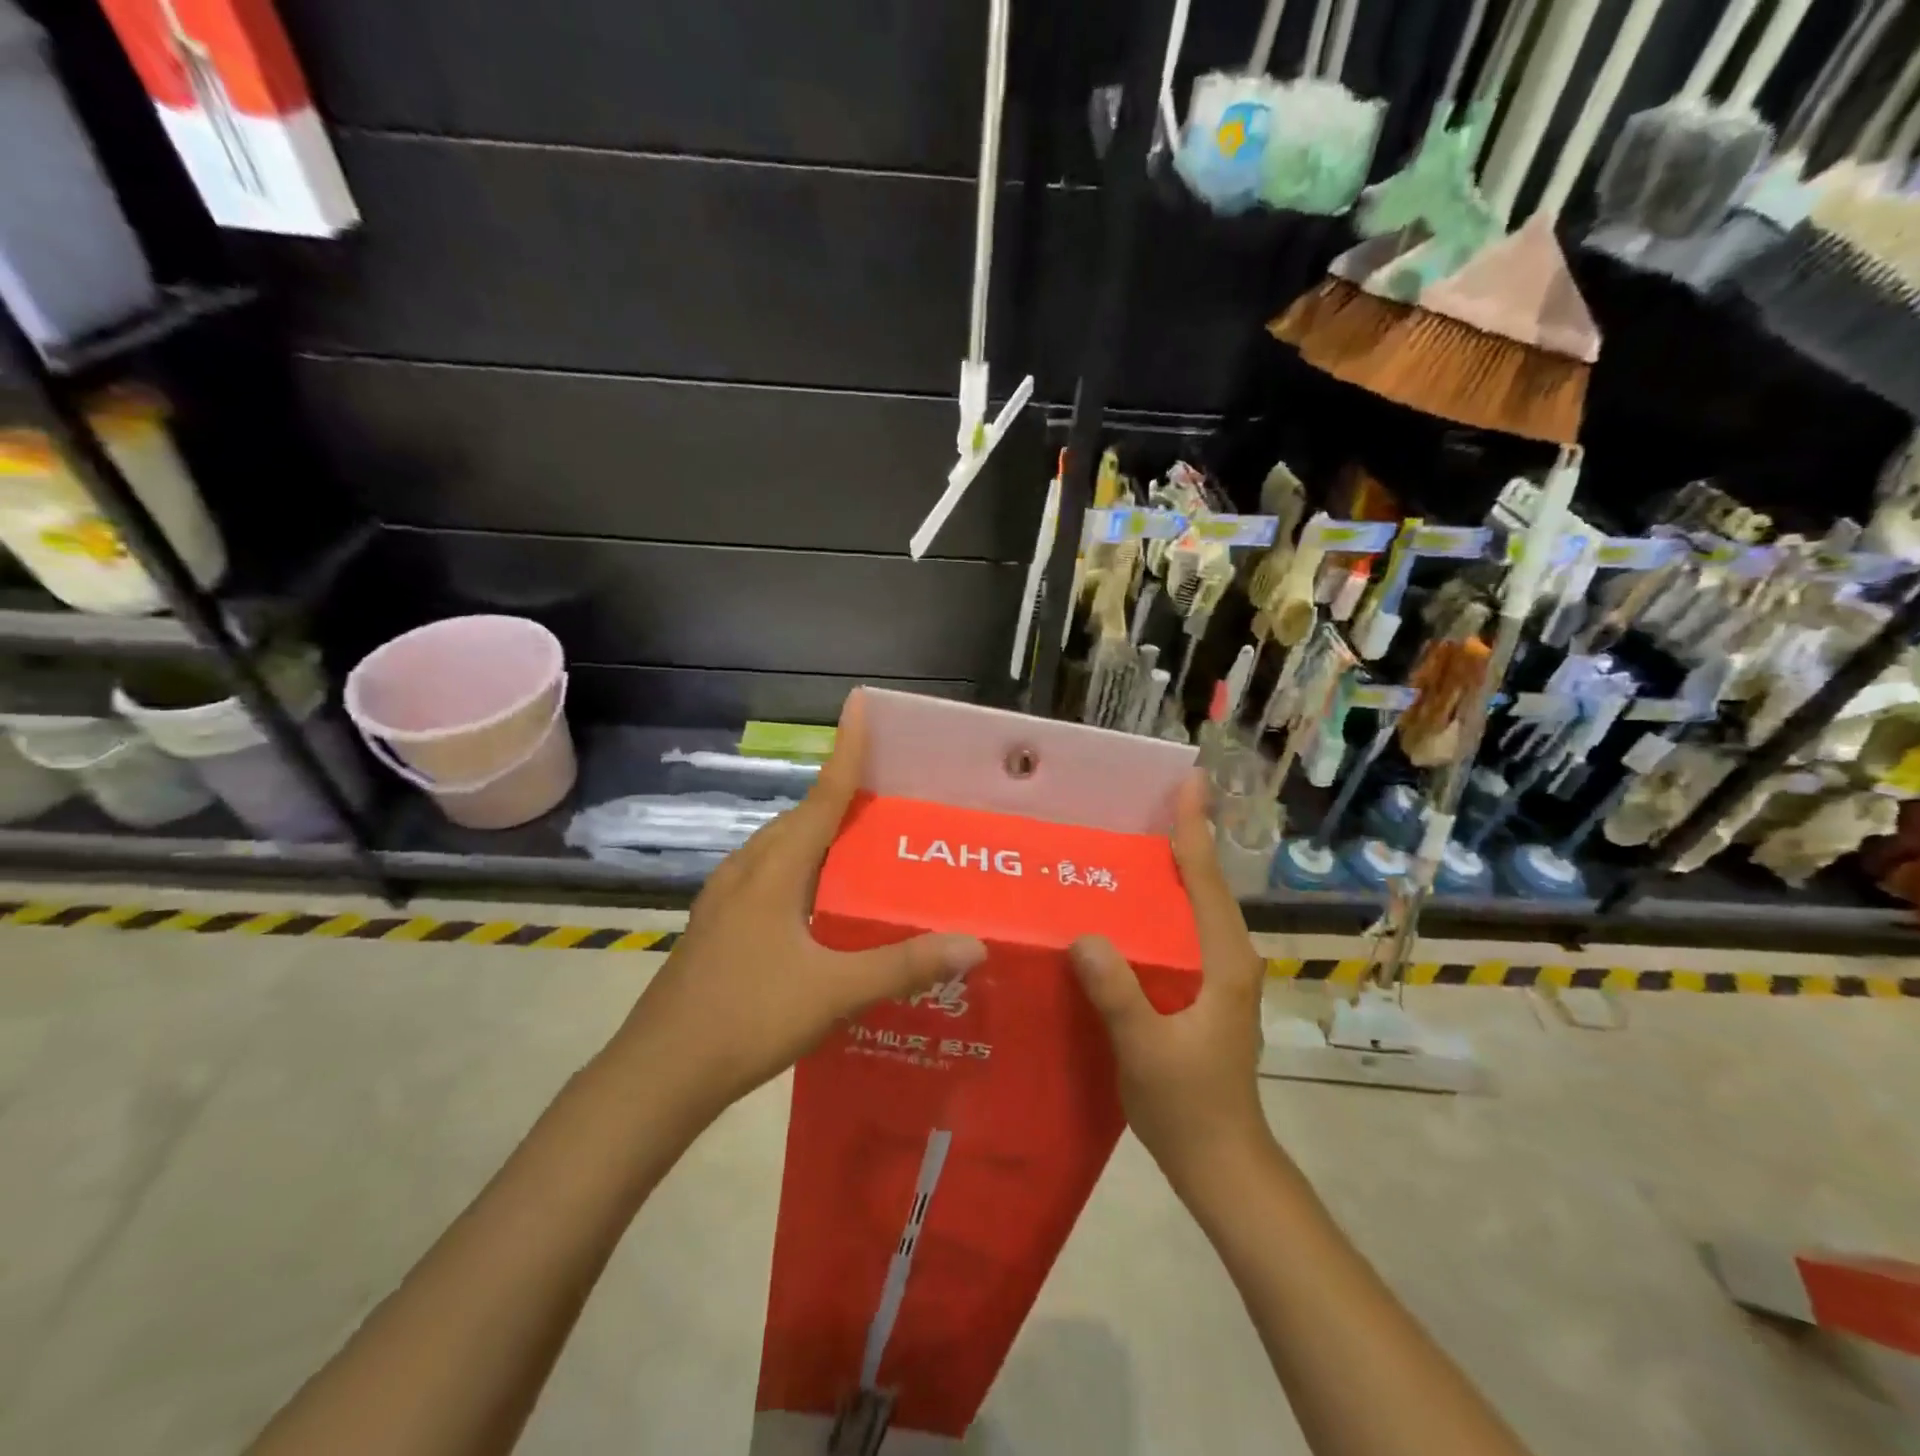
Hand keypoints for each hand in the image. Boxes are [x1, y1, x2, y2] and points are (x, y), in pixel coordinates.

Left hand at [613, 690, 986, 1116]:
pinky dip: (799, 866)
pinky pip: (767, 875)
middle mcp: (747, 870)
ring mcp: (725, 898)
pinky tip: (818, 898)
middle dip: (840, 793)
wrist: (660, 1073)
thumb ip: (904, 965)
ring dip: (817, 831)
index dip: (846, 750)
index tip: (860, 705)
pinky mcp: (717, 925)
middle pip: (800, 816)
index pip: (822, 795)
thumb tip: (974, 943)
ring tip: (859, 838)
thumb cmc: (747, 1018)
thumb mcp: (835, 992)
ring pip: (780, 847)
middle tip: (887, 789)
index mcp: (775, 870)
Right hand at [1069, 774, 1272, 1192]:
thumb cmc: (1189, 1105)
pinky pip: (1181, 934)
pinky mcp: (1203, 994)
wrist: (1221, 1163)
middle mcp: (1228, 961)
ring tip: (1134, 838)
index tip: (1189, 783)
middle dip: (1184, 839)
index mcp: (1224, 964)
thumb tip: (1085, 935)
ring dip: (1172, 871)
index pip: (1206, 883)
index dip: (1194, 830)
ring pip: (1194, 909)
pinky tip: (1126, 907)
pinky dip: (1161, 907)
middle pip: (1205, 886)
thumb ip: (1118, 993)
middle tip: (1149, 800)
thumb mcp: (1146, 1050)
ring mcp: (1218, 978)